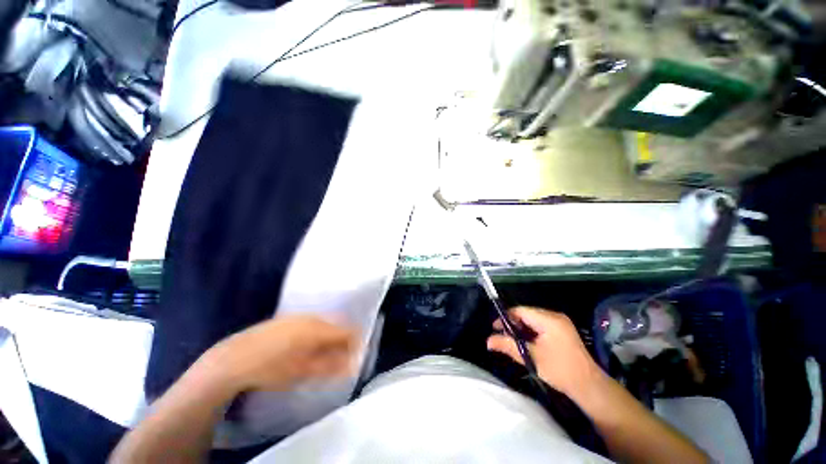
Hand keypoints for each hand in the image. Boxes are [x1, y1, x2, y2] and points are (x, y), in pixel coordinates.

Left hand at [202, 315, 358, 392]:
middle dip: (341, 343)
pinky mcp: (288, 318)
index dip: (355, 344)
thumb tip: (352, 365)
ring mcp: (299, 316)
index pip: (347, 331)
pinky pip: (311, 324)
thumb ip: (330, 367)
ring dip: (328, 339)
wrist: (233, 358)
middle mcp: (312, 317)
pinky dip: (316, 335)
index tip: (354, 358)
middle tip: (338, 360)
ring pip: (324, 325)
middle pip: (336, 327)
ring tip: (322, 356)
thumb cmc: (271, 368)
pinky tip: (305, 348)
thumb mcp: (302, 372)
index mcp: (318, 328)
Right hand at [487, 307, 602, 399]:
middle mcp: (555, 316)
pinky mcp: (562, 330)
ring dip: (521, 328)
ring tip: (513, 340)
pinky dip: (531, 331)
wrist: (589, 386)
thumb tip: (488, 341)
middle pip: (526, 313)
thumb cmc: (560, 371)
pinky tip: (527, 342)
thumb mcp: (531, 357)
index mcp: (549, 320)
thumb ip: (508, 346)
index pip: (520, 311)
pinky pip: (541, 325)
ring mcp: (560, 323)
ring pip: (533, 319)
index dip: (505, 317)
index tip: (495, 328)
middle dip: (513, 324)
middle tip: (503, 336)